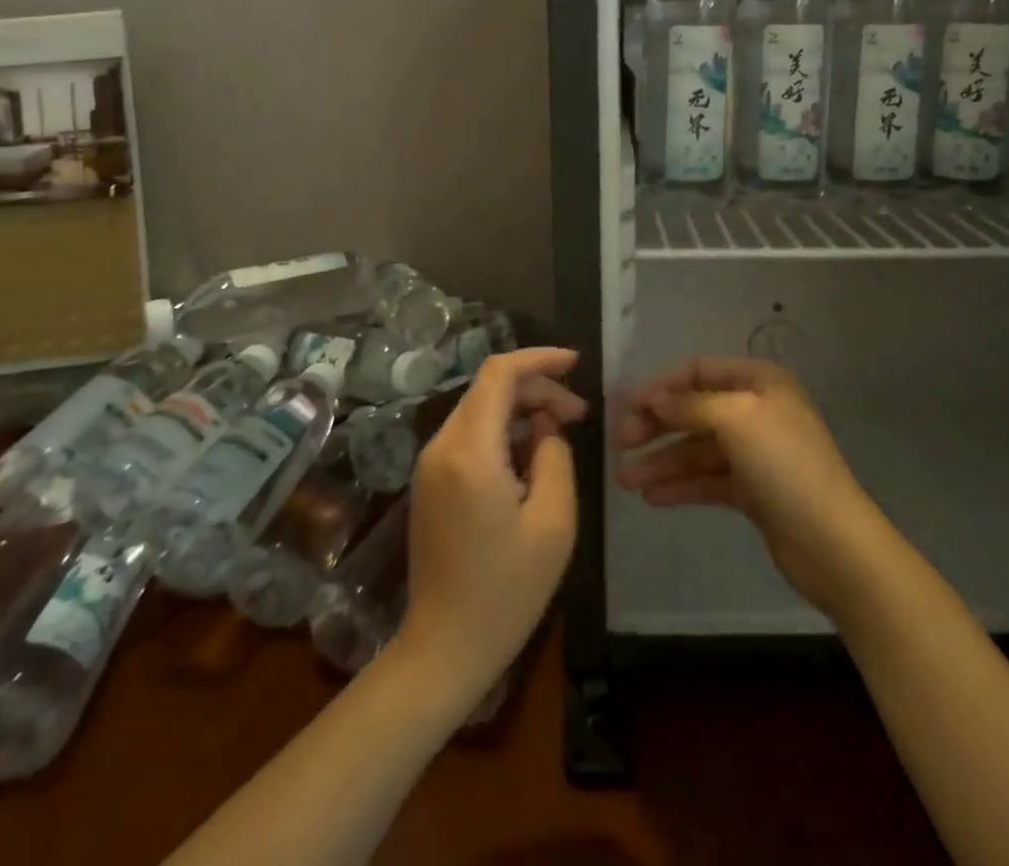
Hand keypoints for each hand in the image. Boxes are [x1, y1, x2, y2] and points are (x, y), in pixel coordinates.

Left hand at [395, 348, 585, 699]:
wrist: (444, 649)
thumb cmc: (506, 591)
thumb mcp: (553, 521)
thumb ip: (555, 455)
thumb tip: (545, 424)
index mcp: (470, 451)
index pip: (499, 373)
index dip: (539, 358)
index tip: (576, 362)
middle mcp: (441, 446)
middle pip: (489, 388)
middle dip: (537, 388)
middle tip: (579, 414)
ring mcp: (430, 464)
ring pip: (480, 409)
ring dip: (521, 409)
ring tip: (561, 432)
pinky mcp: (430, 482)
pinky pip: (469, 435)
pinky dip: (503, 430)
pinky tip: (531, 455)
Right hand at [614, 356, 890, 619]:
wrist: (833, 544)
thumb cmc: (785, 466)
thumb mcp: (736, 420)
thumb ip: (690, 406)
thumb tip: (654, 398)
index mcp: (760, 383)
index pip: (700, 371)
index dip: (663, 386)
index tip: (627, 406)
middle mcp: (757, 411)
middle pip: (695, 411)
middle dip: (657, 426)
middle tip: (621, 444)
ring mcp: (755, 454)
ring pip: (698, 450)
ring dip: (662, 462)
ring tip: (626, 480)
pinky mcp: (753, 491)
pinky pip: (708, 480)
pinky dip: (681, 486)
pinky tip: (652, 497)